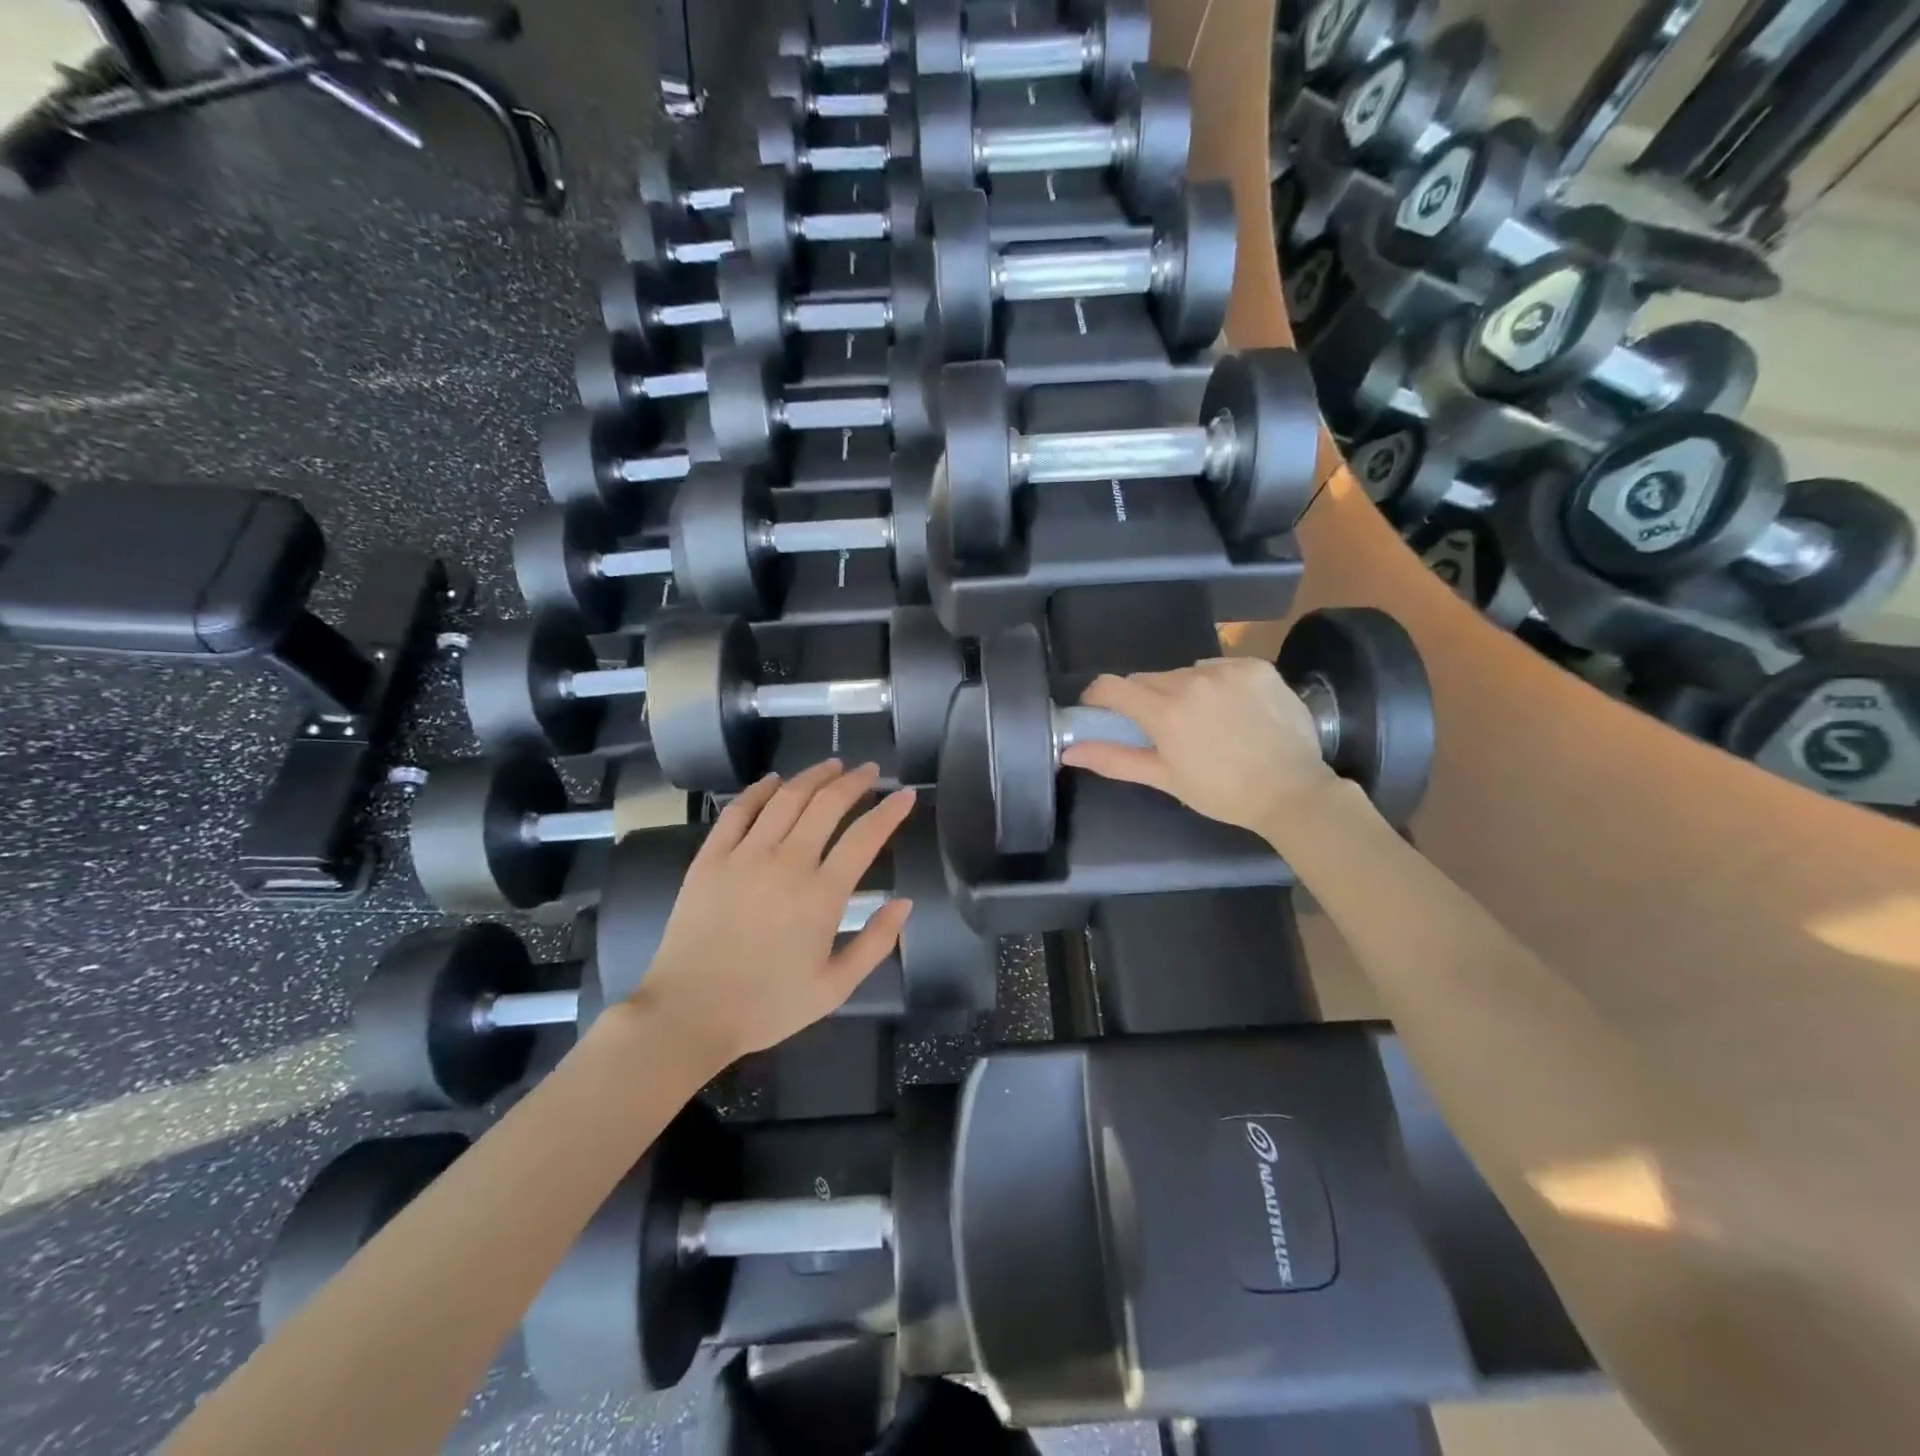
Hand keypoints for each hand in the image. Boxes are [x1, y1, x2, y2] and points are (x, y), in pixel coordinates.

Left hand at [630, 761, 915, 1068]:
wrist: (689, 1013)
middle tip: (869, 770)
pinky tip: (773, 780)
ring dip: (812, 776)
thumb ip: (876, 943)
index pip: (865, 837)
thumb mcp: (835, 988)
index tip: (905, 795)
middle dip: (854, 781)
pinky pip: (738, 811)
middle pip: (826, 805)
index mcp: (822, 895)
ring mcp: (744, 856)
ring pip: (785, 798)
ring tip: (832, 765)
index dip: (890, 811)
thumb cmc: (767, 1005)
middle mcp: (787, 863)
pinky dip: (759, 790)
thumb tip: (904, 903)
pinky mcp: (710, 858)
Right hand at [1060, 657, 1337, 837]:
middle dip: (1145, 700)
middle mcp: (1192, 680)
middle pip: (1147, 679)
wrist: (1293, 791)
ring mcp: (1227, 669)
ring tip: (1205, 720)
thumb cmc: (1223, 792)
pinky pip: (1219, 667)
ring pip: (1184, 672)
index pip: (1111, 686)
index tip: (1101, 712)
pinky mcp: (1256, 666)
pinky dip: (1217, 683)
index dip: (1098, 697)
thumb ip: (1115, 759)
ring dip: (1182, 690)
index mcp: (1165, 711)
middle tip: (1161, 729)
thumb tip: (1069, 751)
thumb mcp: (1166, 779)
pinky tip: (1234, 710)